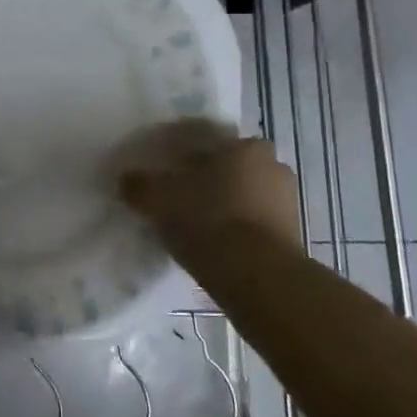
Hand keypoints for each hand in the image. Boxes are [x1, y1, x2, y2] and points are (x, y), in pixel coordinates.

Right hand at [114, 120, 302, 249]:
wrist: (258, 277)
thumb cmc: (208, 220)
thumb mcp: (159, 199)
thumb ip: (139, 185)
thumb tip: (125, 179)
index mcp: (244, 146)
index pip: (206, 139)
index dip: (180, 153)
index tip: (161, 169)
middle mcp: (272, 165)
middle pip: (228, 166)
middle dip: (205, 178)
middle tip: (177, 195)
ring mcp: (287, 201)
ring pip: (243, 194)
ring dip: (222, 203)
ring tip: (193, 223)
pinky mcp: (292, 235)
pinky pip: (253, 222)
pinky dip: (235, 227)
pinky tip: (213, 242)